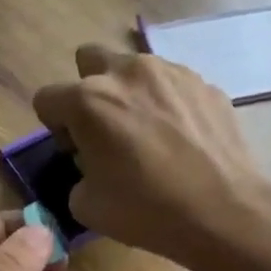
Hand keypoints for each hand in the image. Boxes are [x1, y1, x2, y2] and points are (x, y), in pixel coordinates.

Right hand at [31, 45, 270, 270]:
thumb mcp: (86, 206)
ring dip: (131, 93)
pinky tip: (181, 140)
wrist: (224, 211)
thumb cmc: (147, 210)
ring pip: (135, 69)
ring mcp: (171, 72)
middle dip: (89, 89)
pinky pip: (172, 85)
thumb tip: (91, 166)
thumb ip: (77, 175)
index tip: (76, 153)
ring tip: (150, 134)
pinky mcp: (205, 83)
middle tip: (106, 129)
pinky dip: (167, 104)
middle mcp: (127, 72)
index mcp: (88, 100)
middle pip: (89, 59)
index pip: (46, 99)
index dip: (55, 129)